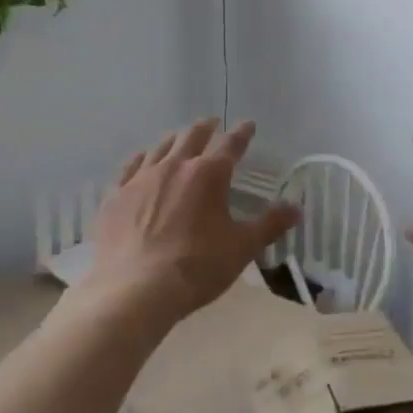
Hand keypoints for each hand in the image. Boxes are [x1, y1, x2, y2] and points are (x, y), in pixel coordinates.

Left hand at [82, 118, 298, 331]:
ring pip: (160, 148)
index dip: (242, 134)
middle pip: (192, 137)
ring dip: (174, 140)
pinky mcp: (116, 196)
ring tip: (179, 137)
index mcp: (209, 175)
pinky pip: (130, 167)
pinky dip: (141, 159)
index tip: (248, 125)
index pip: (231, 145)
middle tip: (212, 123)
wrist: (135, 289)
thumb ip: (270, 224)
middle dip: (206, 128)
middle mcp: (175, 166)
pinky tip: (142, 159)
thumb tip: (296, 208)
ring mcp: (141, 179)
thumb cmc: (197, 267)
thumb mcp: (242, 247)